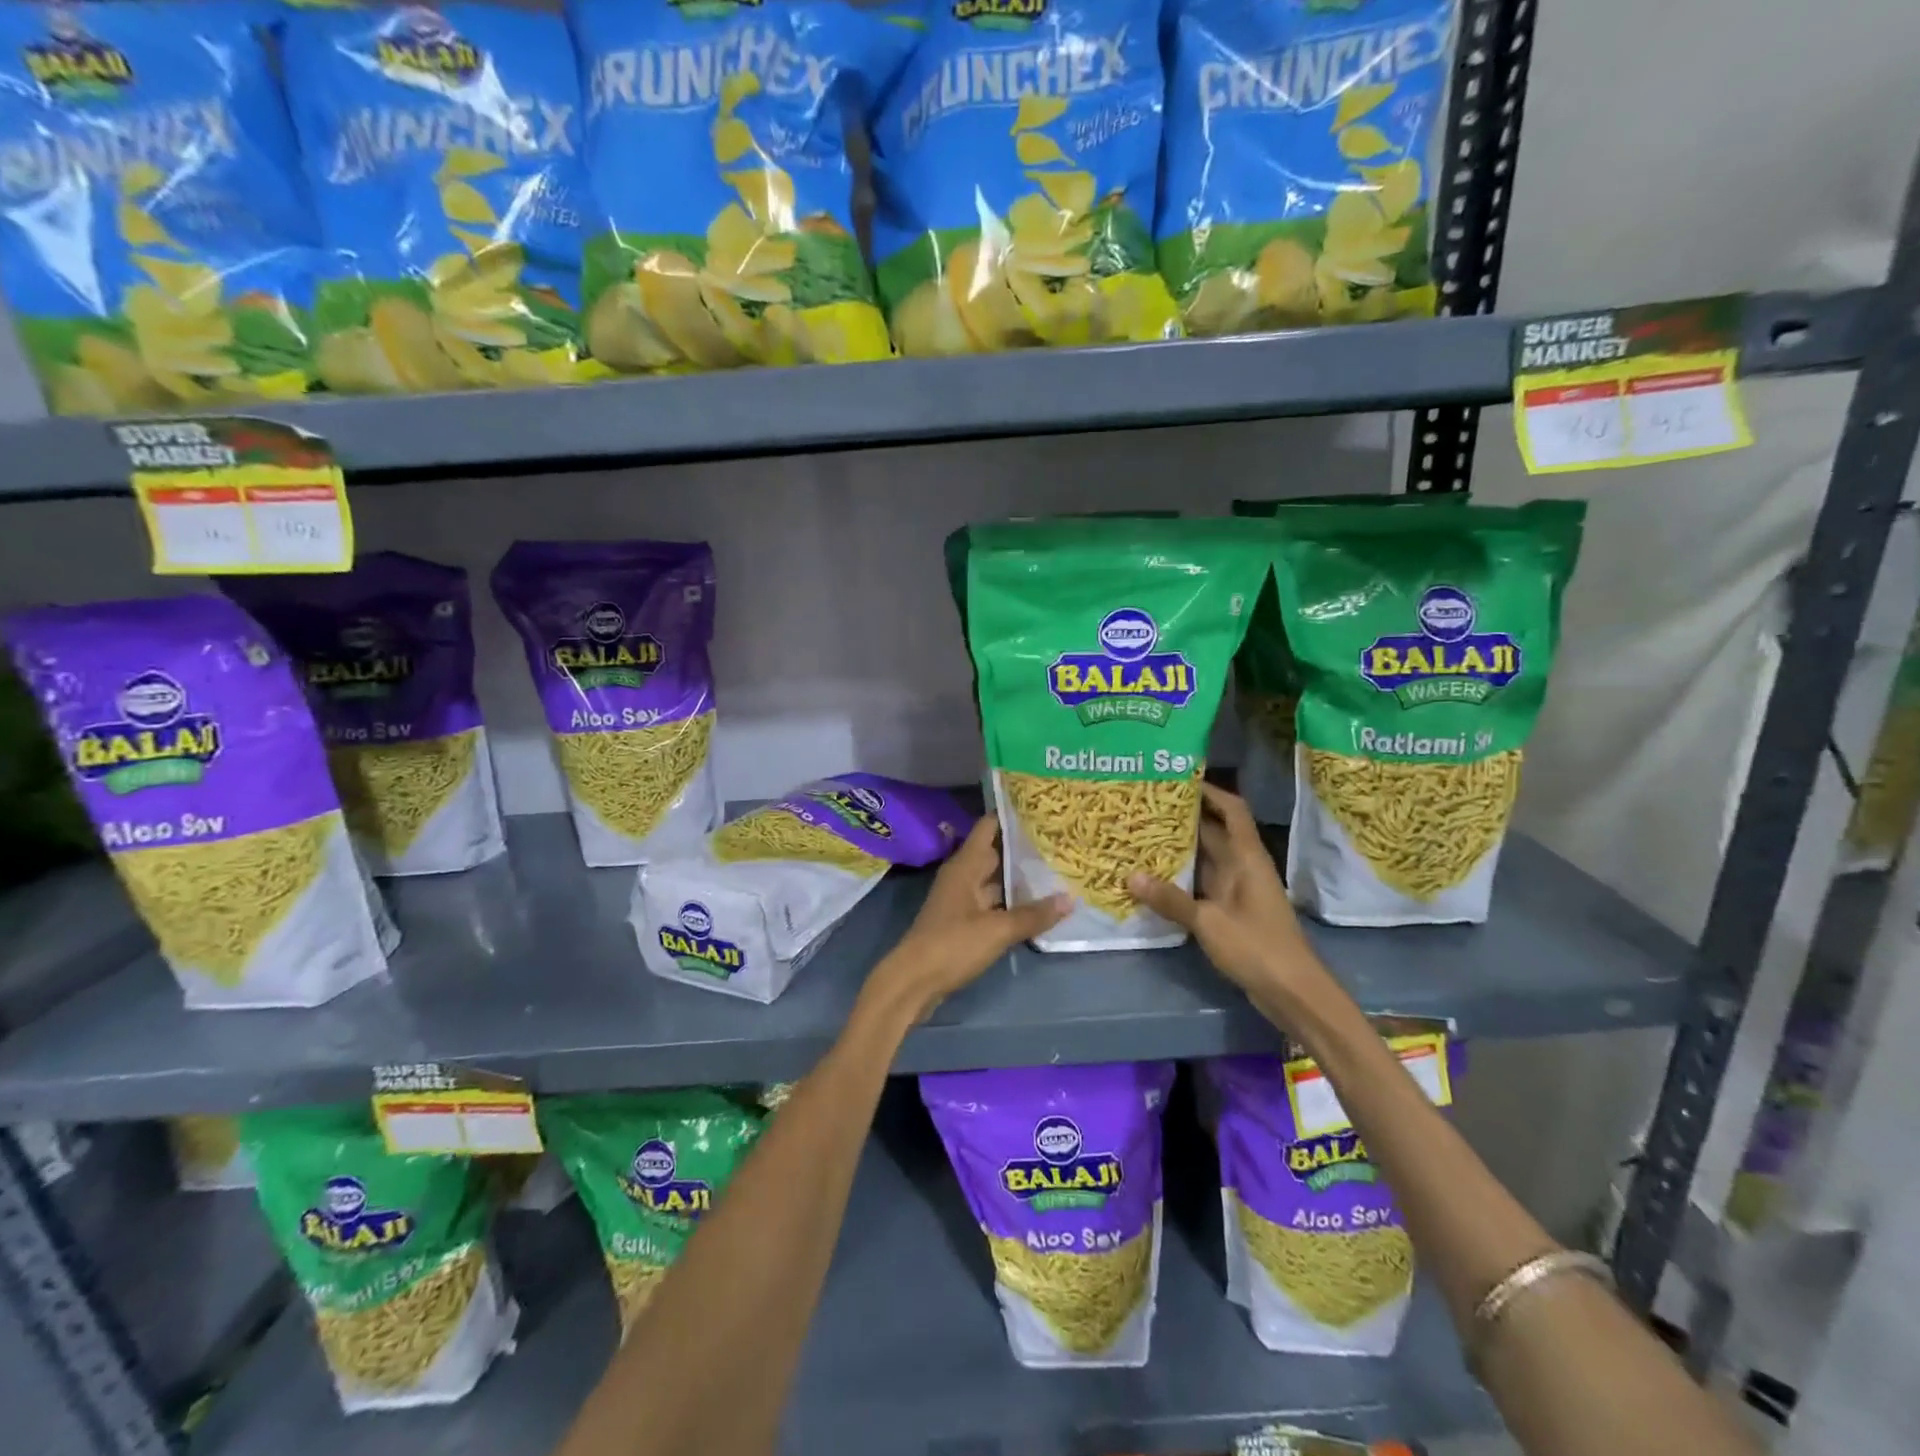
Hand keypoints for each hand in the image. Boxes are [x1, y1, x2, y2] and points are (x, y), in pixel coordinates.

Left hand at [863, 815, 1067, 1024]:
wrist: (913, 982)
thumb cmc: (952, 945)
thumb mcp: (997, 930)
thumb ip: (1033, 915)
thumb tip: (1069, 898)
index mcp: (966, 865)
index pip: (989, 827)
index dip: (1013, 816)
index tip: (1042, 810)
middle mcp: (963, 876)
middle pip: (996, 853)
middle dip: (1025, 848)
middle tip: (1061, 842)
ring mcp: (962, 900)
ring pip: (996, 881)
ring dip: (1021, 878)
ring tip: (1058, 870)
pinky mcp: (964, 922)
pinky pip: (993, 903)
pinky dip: (1012, 902)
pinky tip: (1038, 906)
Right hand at [1128, 783, 1330, 1013]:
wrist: (1293, 992)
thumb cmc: (1257, 947)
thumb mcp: (1209, 922)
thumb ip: (1171, 899)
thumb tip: (1130, 876)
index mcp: (1247, 858)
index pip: (1232, 810)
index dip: (1210, 792)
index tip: (1179, 779)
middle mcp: (1243, 867)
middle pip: (1213, 831)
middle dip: (1183, 818)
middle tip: (1144, 806)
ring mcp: (1238, 890)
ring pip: (1206, 858)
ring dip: (1179, 848)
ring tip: (1141, 834)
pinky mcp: (1231, 911)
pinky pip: (1202, 883)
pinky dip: (1181, 877)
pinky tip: (1153, 877)